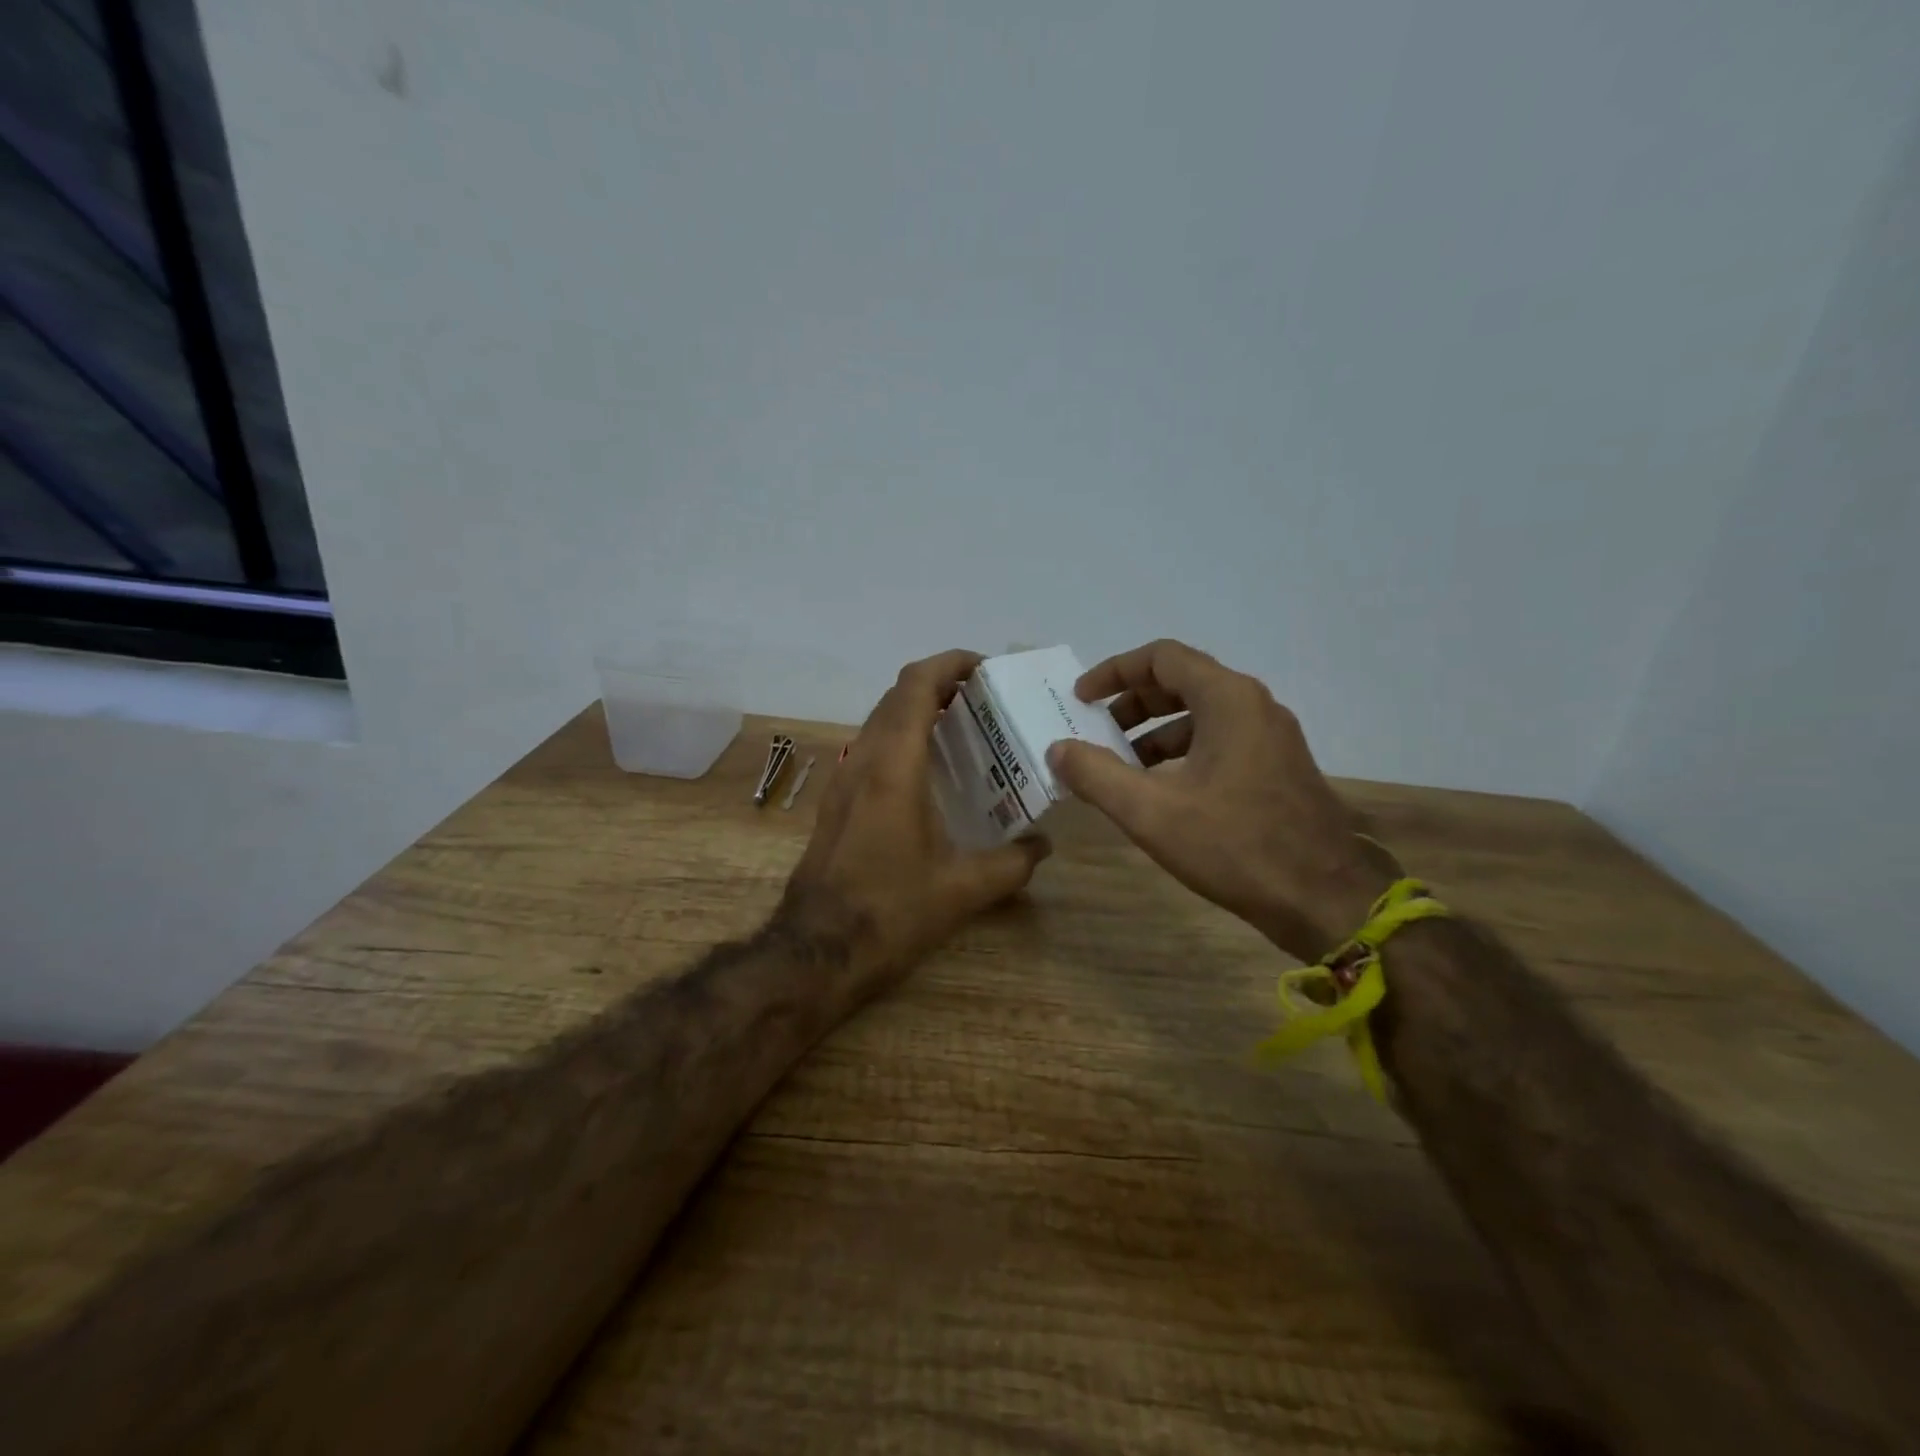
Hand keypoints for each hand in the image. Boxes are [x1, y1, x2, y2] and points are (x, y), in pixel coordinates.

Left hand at [780, 649, 1049, 996]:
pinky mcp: (836, 801)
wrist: (815, 951)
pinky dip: (902, 738)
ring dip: (918, 710)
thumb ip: (1012, 864)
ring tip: (964, 729)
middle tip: (985, 699)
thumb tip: (1043, 846)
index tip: (986, 668)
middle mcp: (863, 761)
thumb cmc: (889, 912)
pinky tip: (931, 772)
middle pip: (897, 696)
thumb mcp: (962, 890)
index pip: (916, 686)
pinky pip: (871, 748)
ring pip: (880, 720)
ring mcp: (843, 780)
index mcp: (893, 767)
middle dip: (940, 684)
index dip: (950, 664)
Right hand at [1047, 639, 1396, 960]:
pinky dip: (1183, 753)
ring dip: (1155, 731)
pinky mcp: (1279, 768)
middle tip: (1097, 732)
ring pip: (1202, 714)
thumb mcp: (1151, 812)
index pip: (1161, 658)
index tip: (1081, 699)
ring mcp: (1272, 737)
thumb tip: (1058, 750)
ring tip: (1122, 767)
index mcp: (1228, 699)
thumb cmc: (1235, 846)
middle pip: (1182, 681)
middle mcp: (1254, 706)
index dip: (1114, 672)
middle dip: (1132, 703)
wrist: (1325, 900)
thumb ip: (1096, 775)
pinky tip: (1163, 791)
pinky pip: (1221, 741)